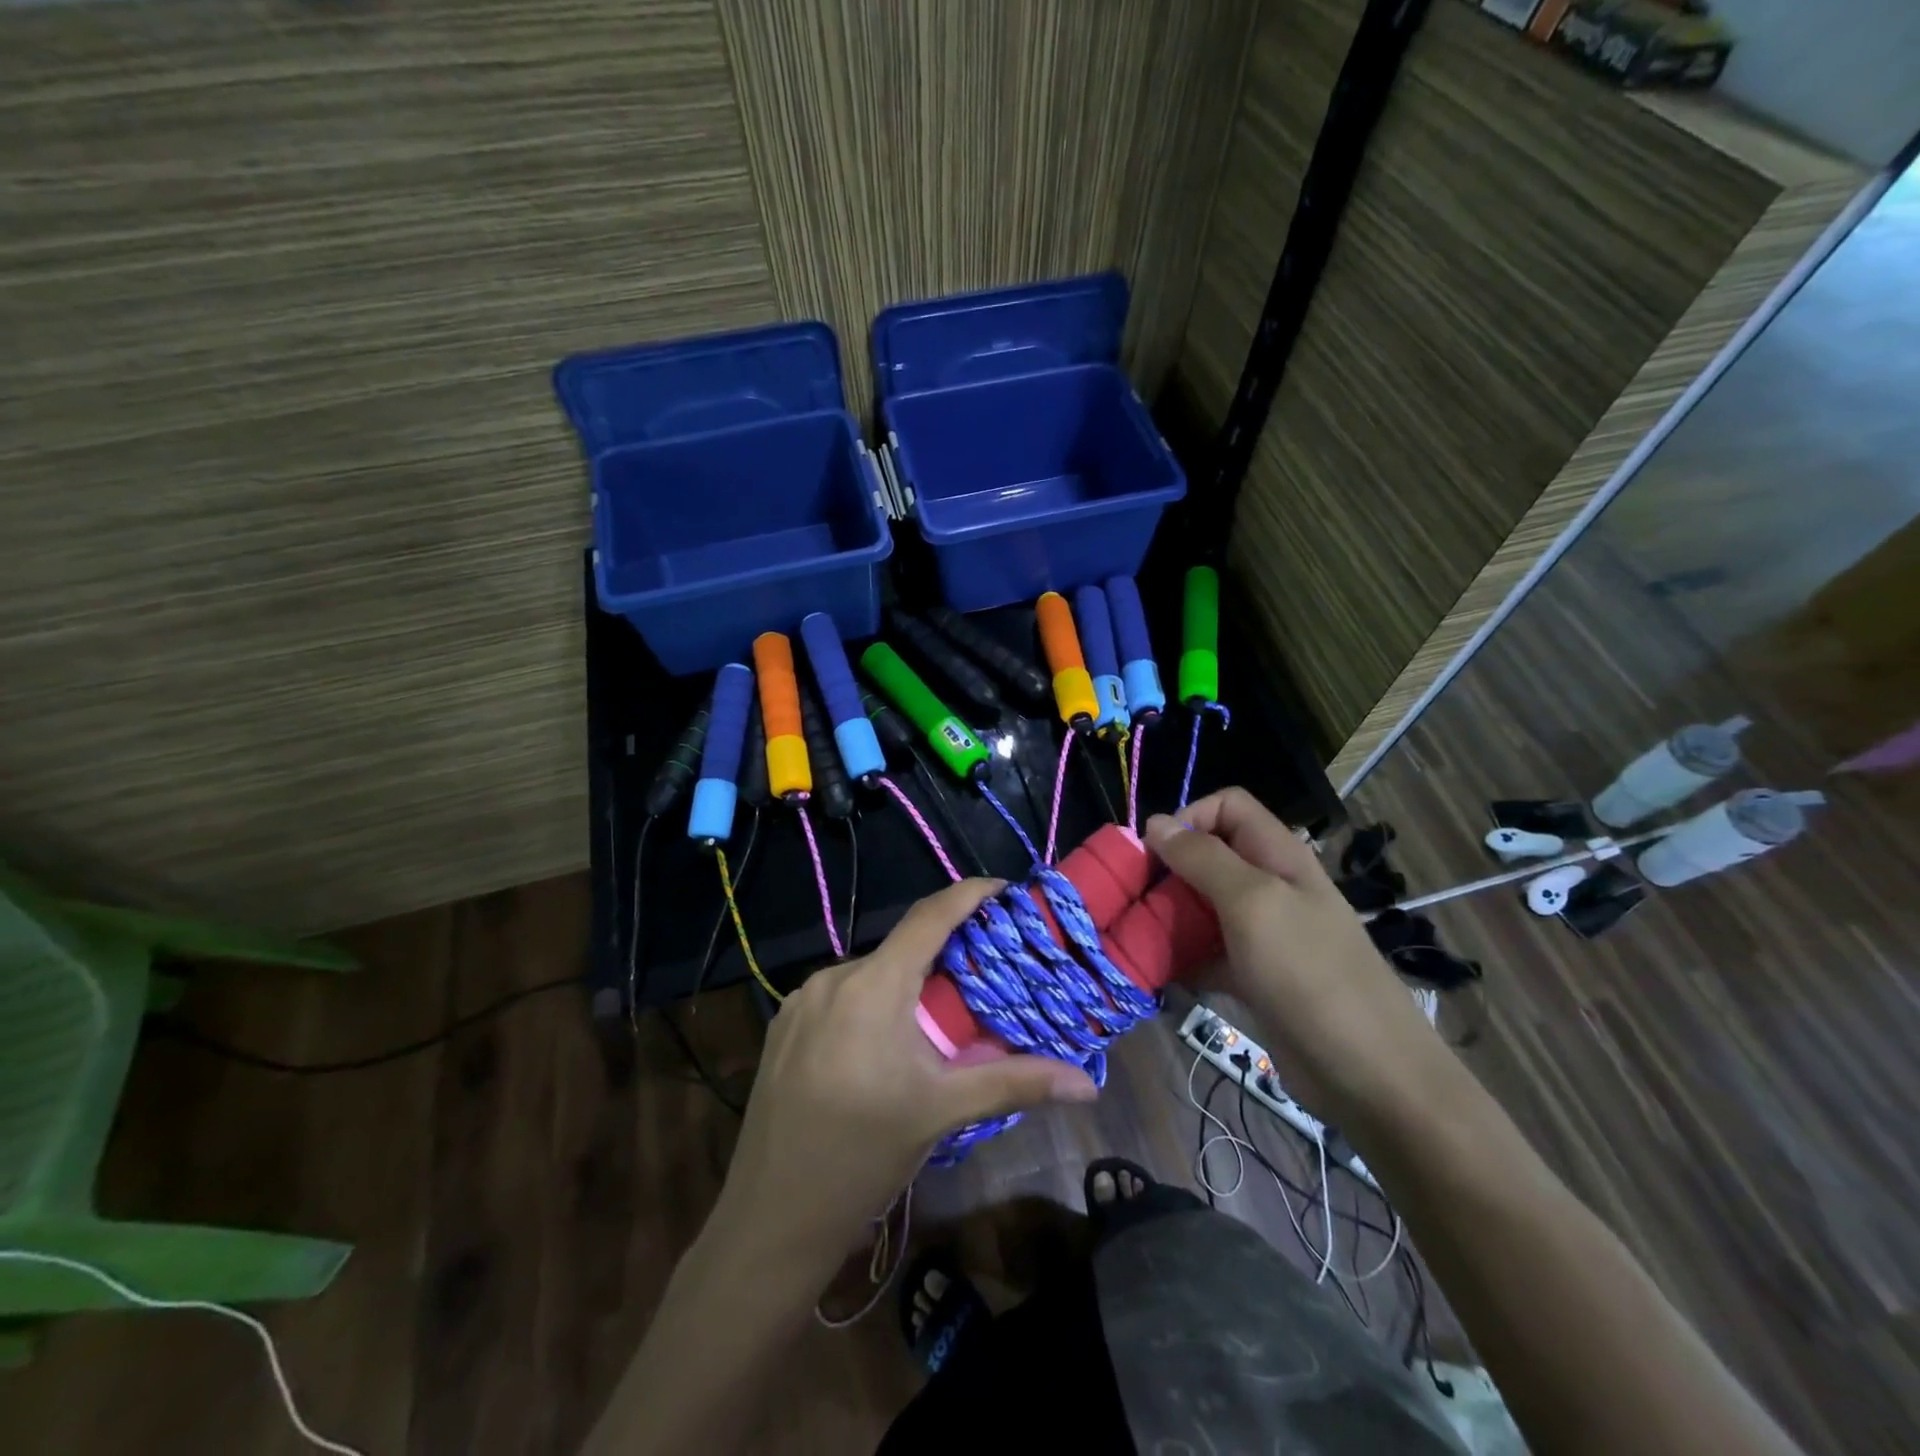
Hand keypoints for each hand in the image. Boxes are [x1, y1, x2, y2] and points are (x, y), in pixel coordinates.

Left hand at [713, 878, 1098, 1273]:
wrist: (771, 1219)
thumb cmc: (863, 1157)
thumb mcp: (942, 1112)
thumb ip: (1015, 1083)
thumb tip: (1088, 1084)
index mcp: (872, 986)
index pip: (929, 917)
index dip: (969, 894)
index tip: (1004, 888)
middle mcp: (832, 978)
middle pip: (900, 949)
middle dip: (943, 955)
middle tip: (984, 974)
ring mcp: (800, 1002)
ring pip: (869, 975)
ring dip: (905, 985)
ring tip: (938, 1019)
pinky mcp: (782, 1026)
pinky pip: (839, 997)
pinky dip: (871, 1005)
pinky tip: (884, 1046)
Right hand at [1143, 788, 1441, 1116]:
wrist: (1369, 1075)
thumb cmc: (1309, 974)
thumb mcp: (1253, 903)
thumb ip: (1203, 858)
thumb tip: (1156, 822)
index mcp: (1279, 856)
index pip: (1228, 806)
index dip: (1189, 817)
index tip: (1156, 853)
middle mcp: (1270, 887)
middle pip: (1209, 856)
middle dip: (1168, 871)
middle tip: (1136, 898)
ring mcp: (1263, 934)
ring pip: (1202, 906)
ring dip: (1169, 916)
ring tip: (1137, 936)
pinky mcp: (1254, 977)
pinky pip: (1206, 953)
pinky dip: (1181, 959)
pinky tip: (1158, 974)